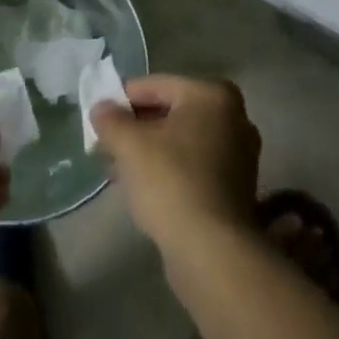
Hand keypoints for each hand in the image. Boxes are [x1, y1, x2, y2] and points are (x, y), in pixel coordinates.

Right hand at [88, 75, 260, 257]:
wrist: (211, 251)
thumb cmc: (171, 181)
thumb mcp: (129, 144)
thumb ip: (110, 119)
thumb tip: (100, 108)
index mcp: (212, 95)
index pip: (155, 86)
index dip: (121, 99)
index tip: (98, 116)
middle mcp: (233, 117)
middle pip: (170, 113)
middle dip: (136, 128)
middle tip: (106, 143)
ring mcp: (239, 155)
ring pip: (181, 141)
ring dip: (149, 151)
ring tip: (117, 167)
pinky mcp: (236, 189)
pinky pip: (193, 166)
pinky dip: (168, 170)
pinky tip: (141, 187)